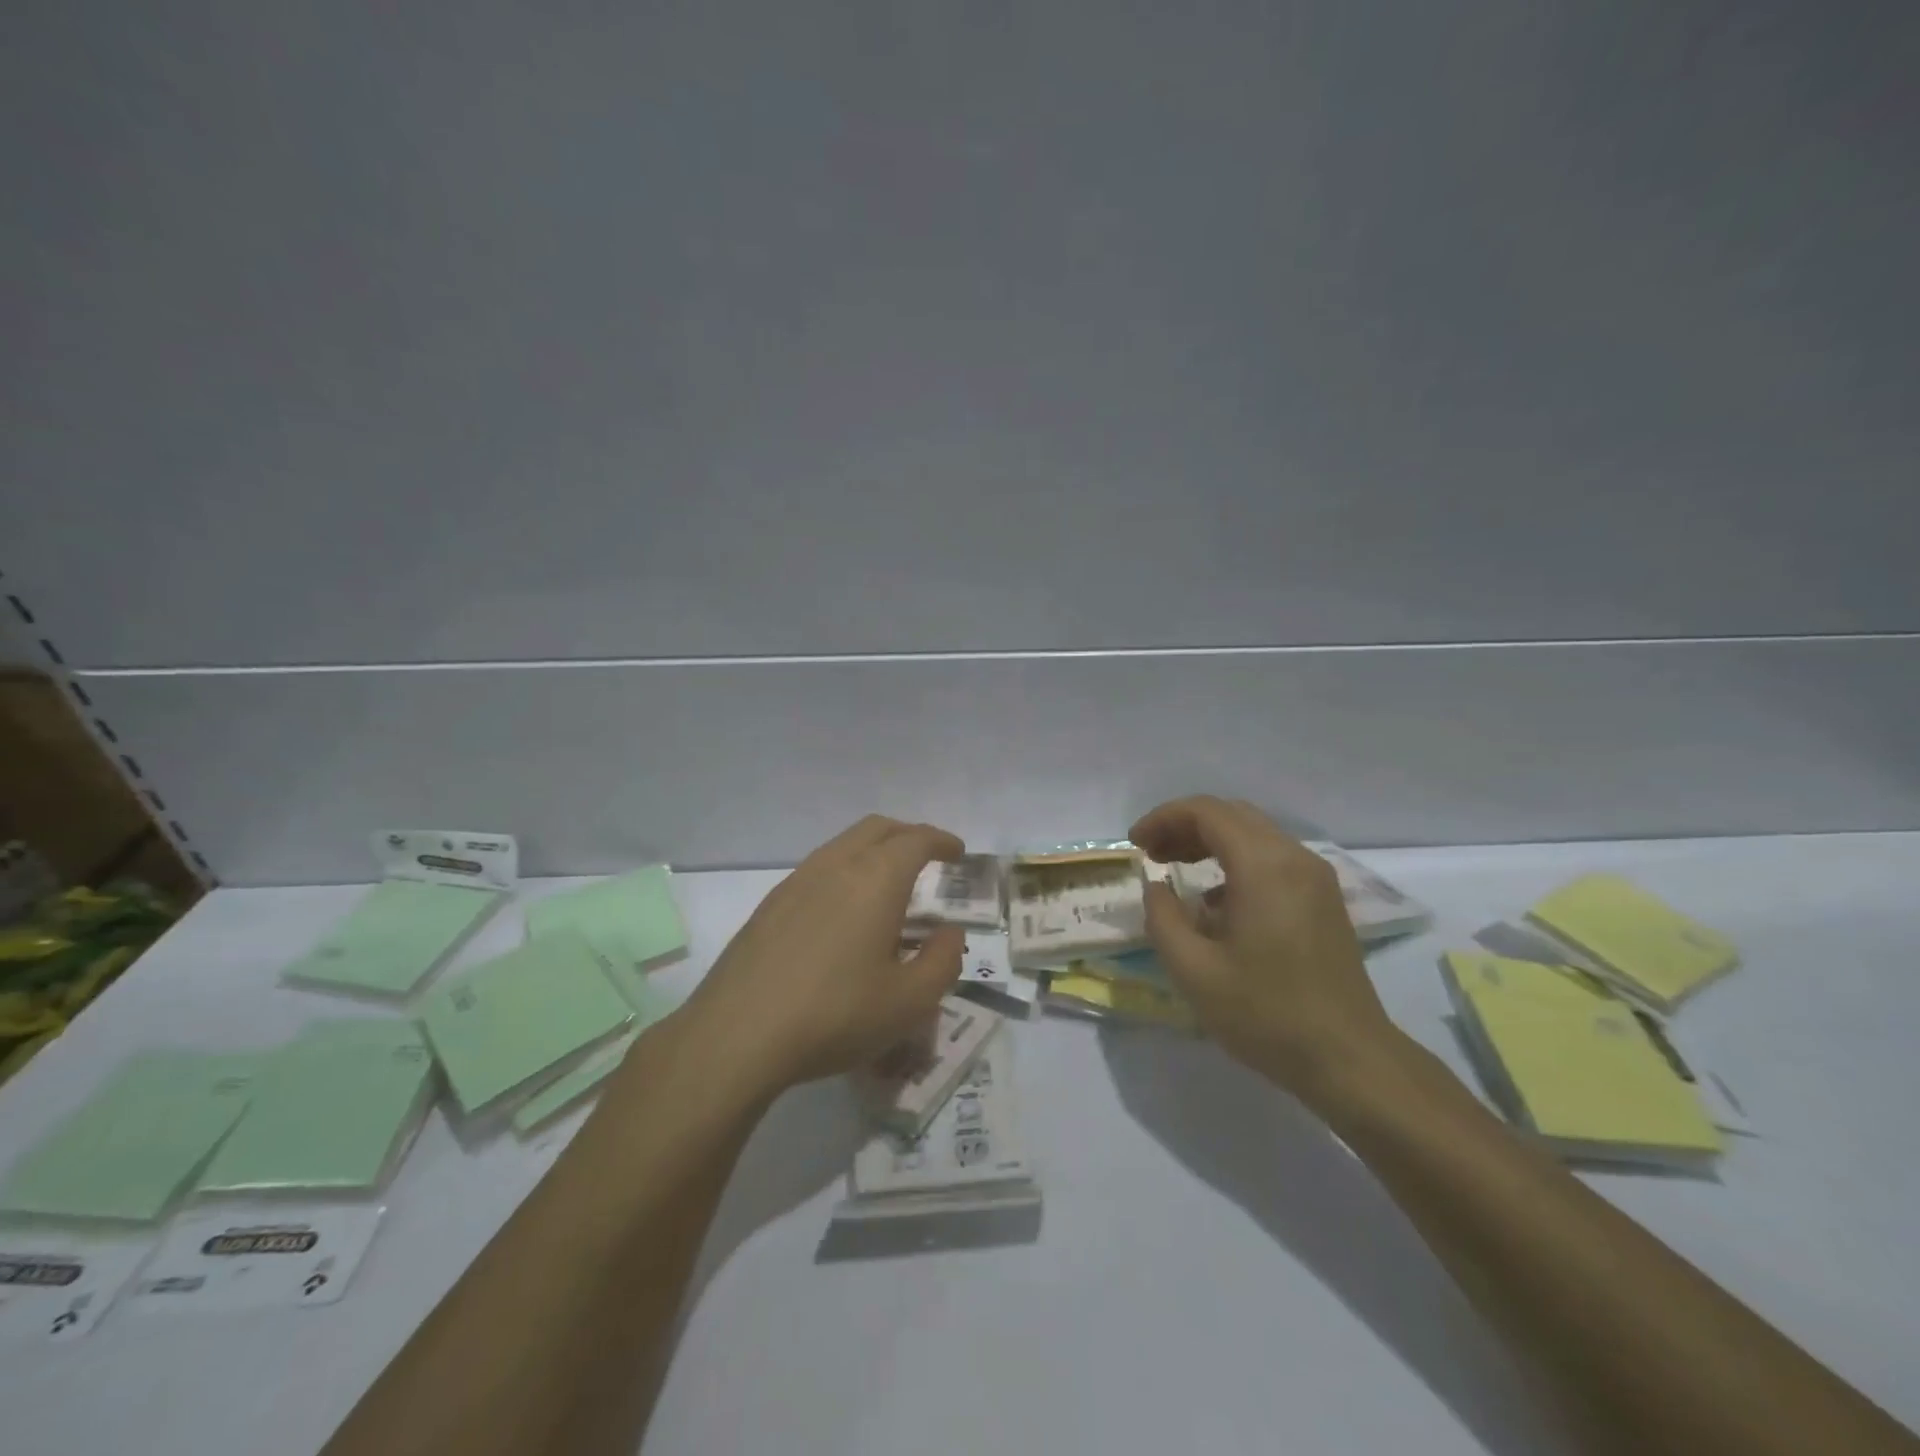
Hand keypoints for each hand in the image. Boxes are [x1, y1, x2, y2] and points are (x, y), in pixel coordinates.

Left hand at [682, 816, 966, 1097]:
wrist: (737, 1034)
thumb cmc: (835, 1014)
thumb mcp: (909, 1002)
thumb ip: (943, 961)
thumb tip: (949, 933)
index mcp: (875, 879)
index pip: (916, 840)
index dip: (942, 841)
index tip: (957, 853)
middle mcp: (836, 865)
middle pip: (878, 828)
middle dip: (908, 835)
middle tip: (928, 858)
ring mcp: (797, 881)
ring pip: (844, 844)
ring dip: (874, 851)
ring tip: (888, 886)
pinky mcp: (770, 904)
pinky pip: (819, 869)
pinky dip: (845, 871)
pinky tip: (844, 913)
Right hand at [1131, 796, 1400, 1104]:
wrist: (1349, 1060)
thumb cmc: (1266, 1014)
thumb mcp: (1193, 970)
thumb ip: (1162, 917)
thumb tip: (1156, 886)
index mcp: (1263, 866)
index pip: (1206, 812)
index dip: (1163, 819)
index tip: (1135, 845)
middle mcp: (1294, 858)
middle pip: (1231, 815)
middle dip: (1184, 826)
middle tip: (1151, 854)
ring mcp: (1315, 878)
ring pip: (1254, 834)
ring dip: (1210, 841)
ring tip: (1175, 868)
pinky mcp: (1324, 899)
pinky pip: (1273, 858)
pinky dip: (1236, 861)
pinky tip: (1216, 902)